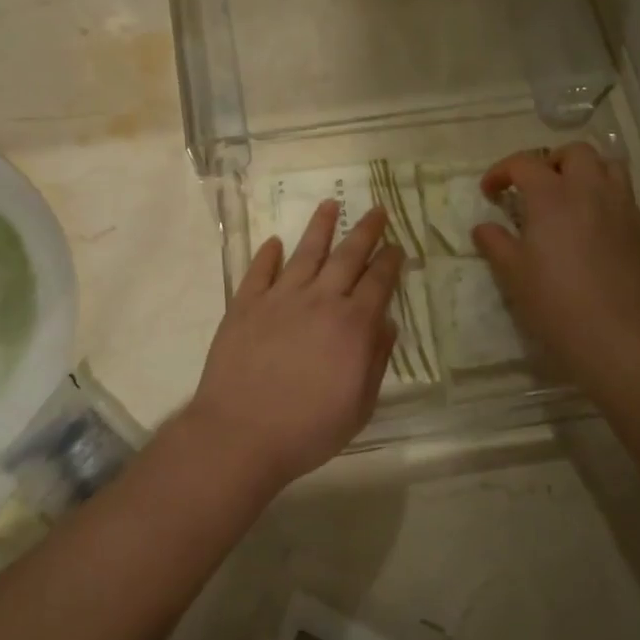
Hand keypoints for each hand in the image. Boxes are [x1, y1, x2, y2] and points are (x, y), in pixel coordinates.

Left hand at [186, 201, 402, 490]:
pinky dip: (267, 254)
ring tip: (329, 204)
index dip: (390, 261)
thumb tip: (387, 322)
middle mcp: (320, 300)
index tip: (397, 245)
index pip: (378, 281)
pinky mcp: (245, 305)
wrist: (241, 434)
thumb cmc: (308, 429)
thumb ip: (376, 360)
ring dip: (320, 227)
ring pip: (305, 252)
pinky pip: (259, 271)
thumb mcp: (360, 405)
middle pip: (348, 256)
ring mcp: (280, 298)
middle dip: (366, 231)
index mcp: (352, 324)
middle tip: (377, 210)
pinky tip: (274, 242)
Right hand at [472, 144, 639, 381]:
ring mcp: (623, 207)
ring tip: (572, 197)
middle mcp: (590, 190)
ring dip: (587, 172)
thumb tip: (484, 227)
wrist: (618, 336)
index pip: (523, 163)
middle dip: (551, 162)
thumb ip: (495, 243)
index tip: (490, 193)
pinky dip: (607, 200)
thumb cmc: (555, 302)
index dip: (502, 172)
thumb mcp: (512, 274)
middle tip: (537, 188)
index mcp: (552, 195)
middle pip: (574, 152)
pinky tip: (596, 229)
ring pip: (609, 166)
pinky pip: (626, 198)